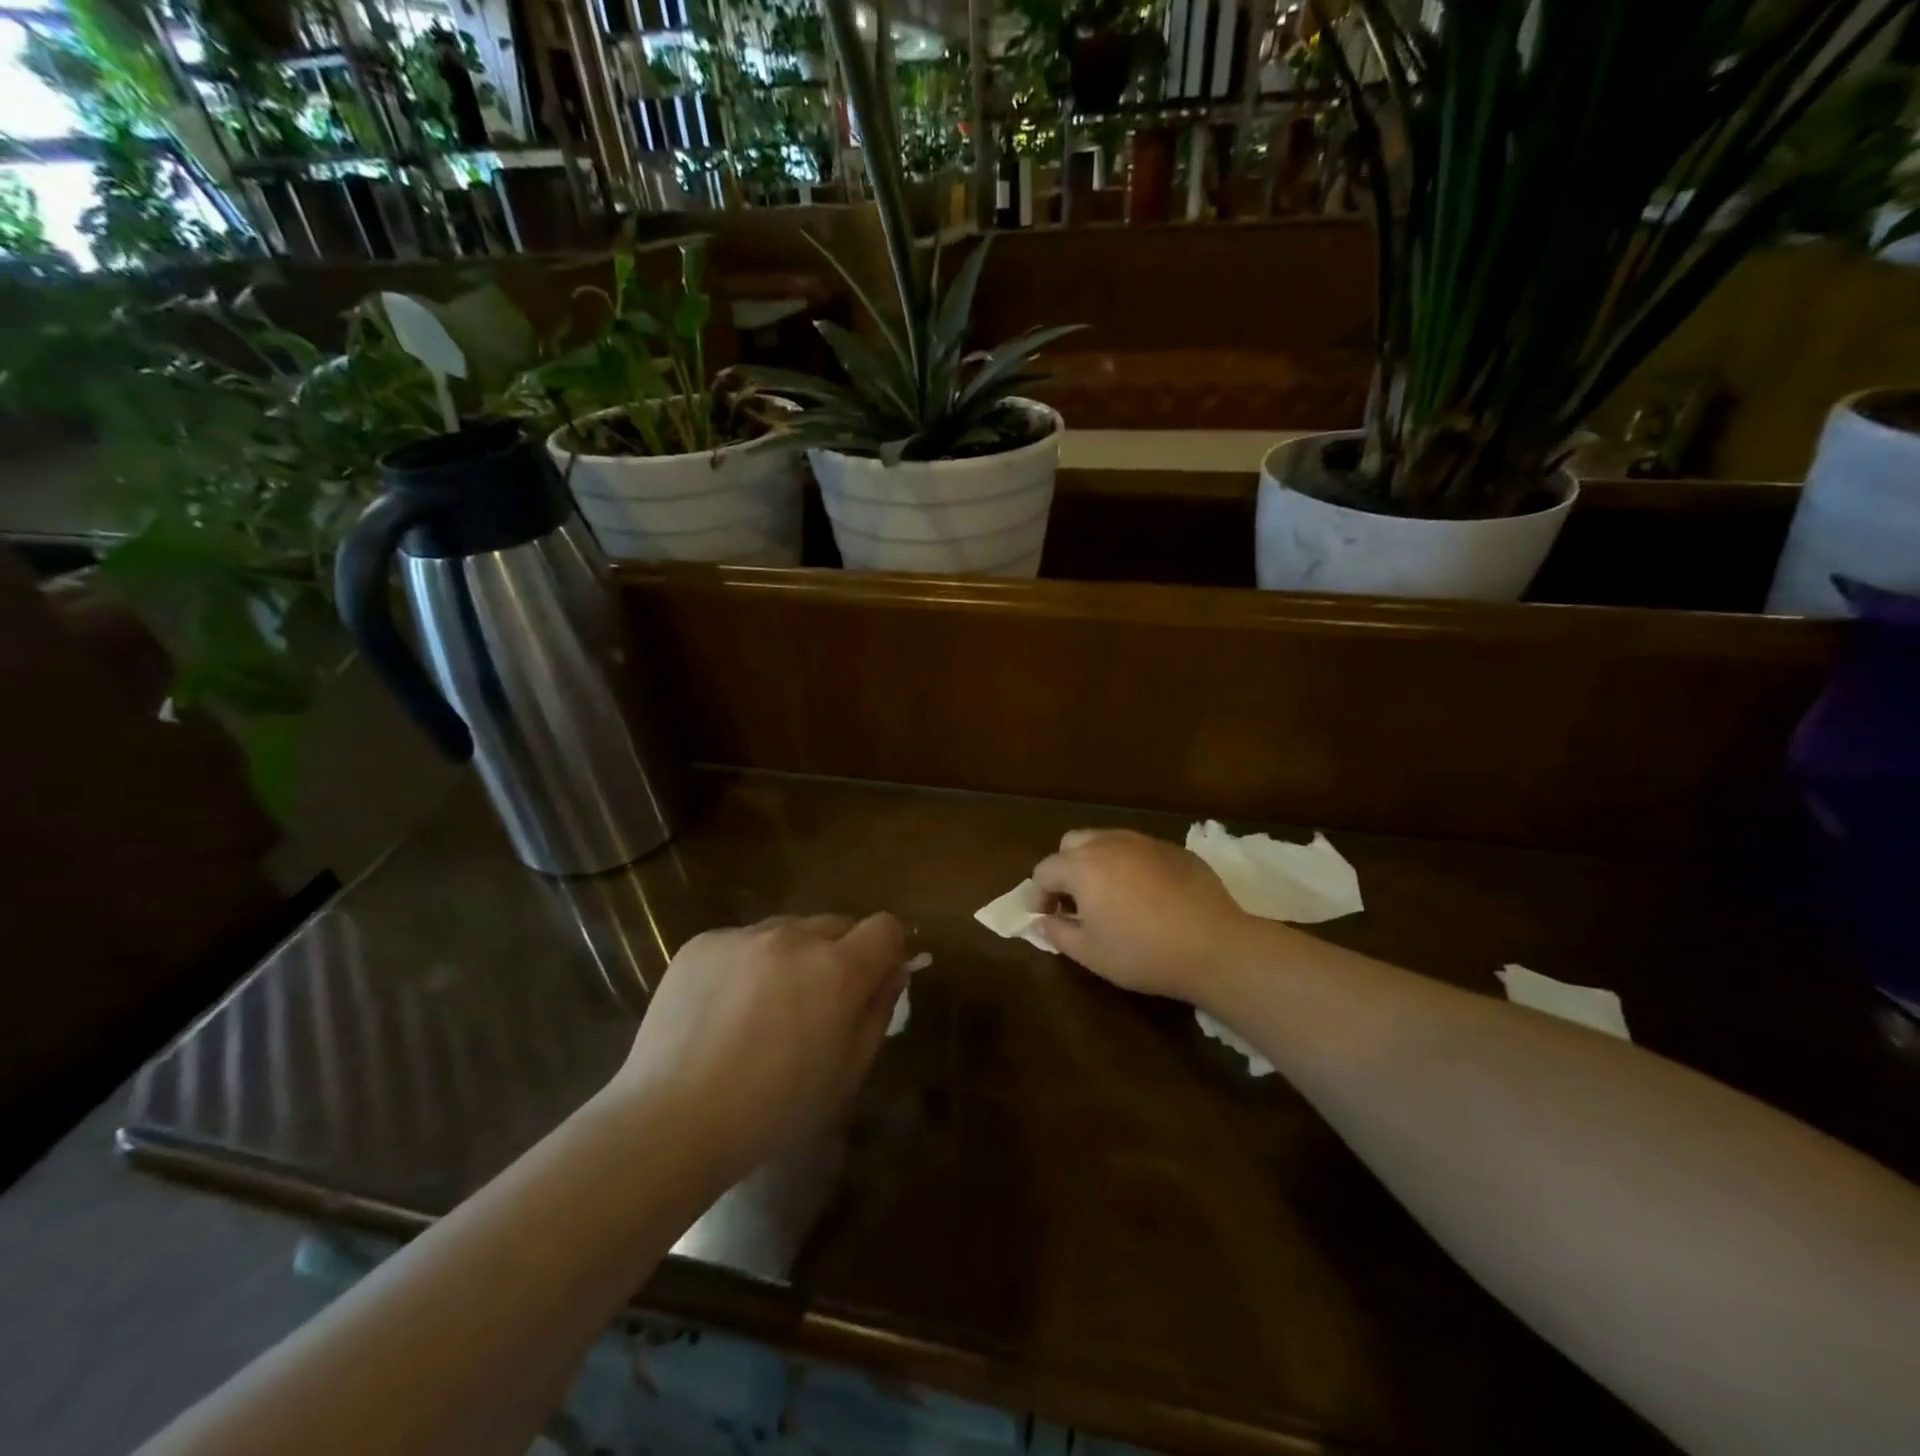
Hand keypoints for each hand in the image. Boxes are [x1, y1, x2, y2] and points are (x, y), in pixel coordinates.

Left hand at [609, 913, 907, 1186]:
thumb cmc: (772, 1111)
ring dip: (791, 957)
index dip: (886, 951)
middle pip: (837, 924)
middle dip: (839, 954)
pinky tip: (723, 1010)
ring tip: (763, 1009)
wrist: (671, 1121)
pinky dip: (746, 965)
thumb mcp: (846, 1073)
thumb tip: (894, 971)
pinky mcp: (703, 942)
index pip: (885, 927)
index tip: (874, 981)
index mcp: (837, 969)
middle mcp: (794, 937)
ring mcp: (744, 935)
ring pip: (788, 930)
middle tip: (816, 1003)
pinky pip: (743, 941)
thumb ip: (878, 1012)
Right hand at [1033, 829, 1264, 1005]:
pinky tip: (1147, 896)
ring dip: (1097, 863)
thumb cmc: (1143, 953)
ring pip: (1107, 841)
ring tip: (1109, 896)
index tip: (1045, 918)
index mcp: (1083, 866)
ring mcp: (1145, 842)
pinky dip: (1131, 866)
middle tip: (1074, 901)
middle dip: (1065, 869)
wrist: (1215, 947)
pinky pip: (1140, 850)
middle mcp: (1110, 843)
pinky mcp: (1175, 850)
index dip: (1038, 895)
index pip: (1044, 870)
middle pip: (1072, 843)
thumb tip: (1043, 921)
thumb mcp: (1090, 953)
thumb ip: (1057, 933)